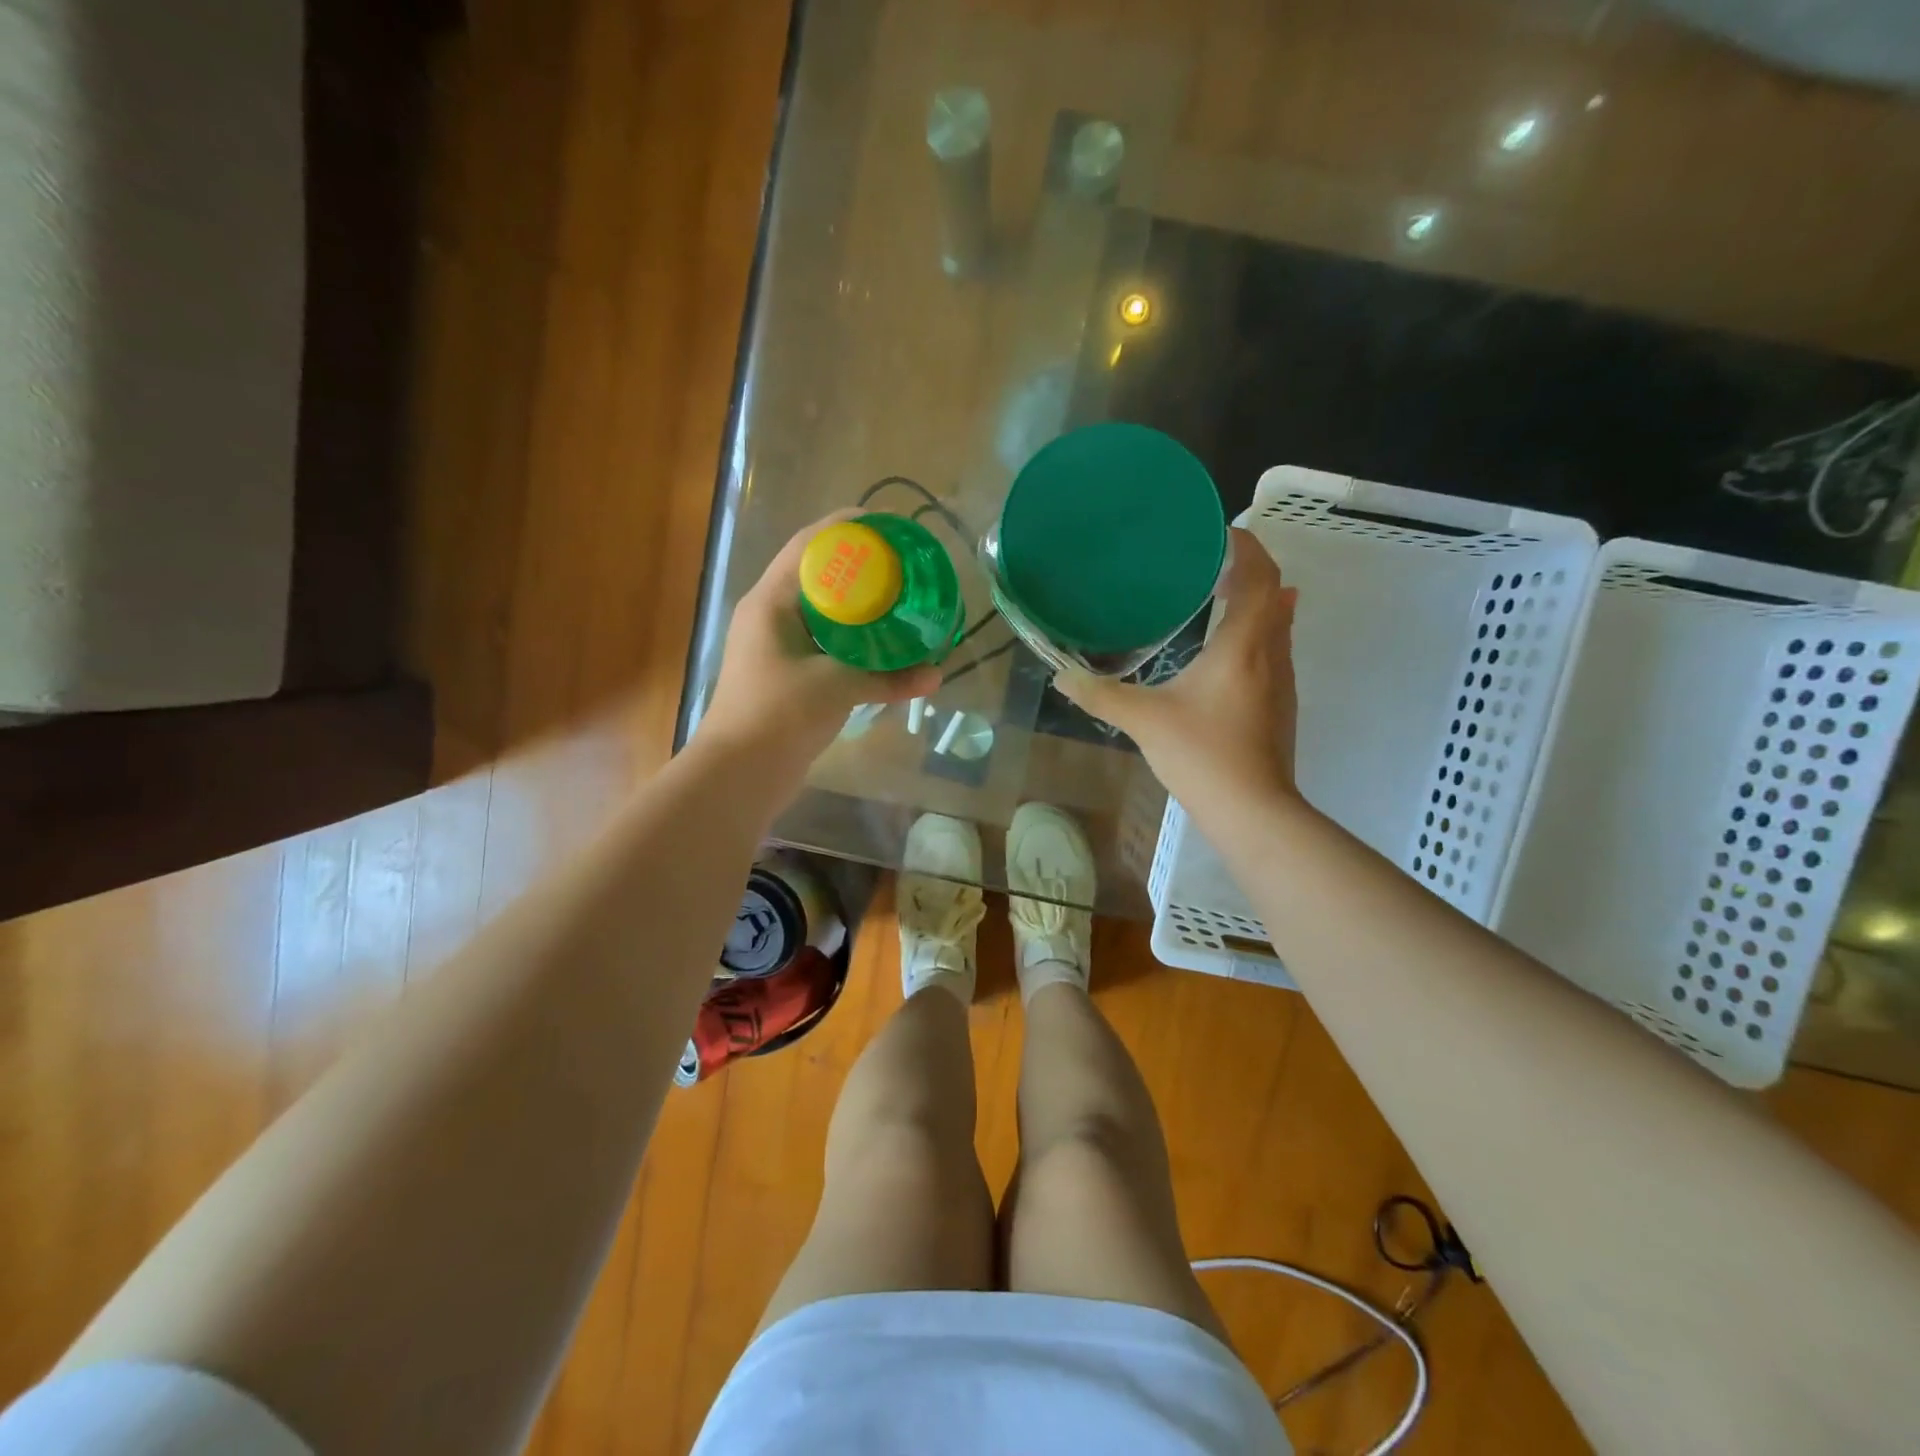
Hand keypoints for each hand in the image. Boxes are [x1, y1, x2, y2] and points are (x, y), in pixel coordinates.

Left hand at [700, 515, 940, 777]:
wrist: (740, 774)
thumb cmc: (778, 715)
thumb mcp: (836, 687)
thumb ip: (888, 679)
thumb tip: (937, 675)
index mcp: (772, 602)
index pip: (809, 545)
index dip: (847, 528)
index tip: (889, 525)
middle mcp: (772, 615)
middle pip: (819, 574)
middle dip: (861, 566)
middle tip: (904, 565)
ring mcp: (778, 645)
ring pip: (823, 610)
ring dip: (858, 604)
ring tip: (900, 598)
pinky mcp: (789, 673)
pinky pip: (826, 642)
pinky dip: (853, 639)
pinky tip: (883, 643)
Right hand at [1056, 528, 1299, 809]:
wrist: (1254, 811)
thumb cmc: (1203, 755)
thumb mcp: (1143, 721)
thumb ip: (1100, 695)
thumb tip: (1060, 678)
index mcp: (1243, 644)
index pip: (1260, 575)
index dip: (1243, 546)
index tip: (1214, 534)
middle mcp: (1272, 653)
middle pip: (1275, 592)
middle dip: (1247, 569)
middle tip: (1206, 564)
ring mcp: (1283, 680)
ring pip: (1279, 622)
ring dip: (1256, 601)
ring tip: (1216, 596)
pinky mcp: (1281, 704)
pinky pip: (1275, 649)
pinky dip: (1256, 631)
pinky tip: (1226, 650)